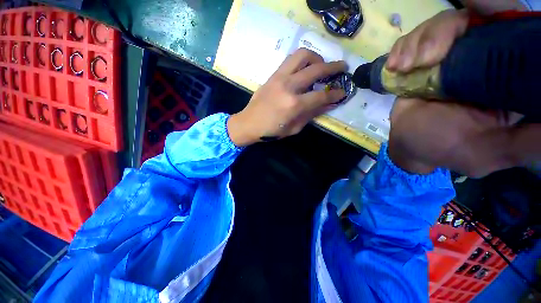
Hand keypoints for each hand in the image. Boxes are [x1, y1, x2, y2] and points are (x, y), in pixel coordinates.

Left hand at [227, 48, 346, 146]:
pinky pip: (290, 60)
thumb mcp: (294, 128)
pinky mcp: (273, 75)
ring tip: (321, 65)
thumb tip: (329, 104)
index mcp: (294, 105)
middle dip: (334, 67)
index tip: (343, 92)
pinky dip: (302, 60)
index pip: (321, 95)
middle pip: (316, 69)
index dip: (335, 94)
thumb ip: (312, 114)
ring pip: (303, 55)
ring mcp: (280, 77)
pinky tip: (305, 68)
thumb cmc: (271, 131)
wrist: (249, 123)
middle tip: (342, 67)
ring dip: (316, 57)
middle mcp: (289, 86)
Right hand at [385, 7, 538, 176]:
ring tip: (405, 67)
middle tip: (426, 59)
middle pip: (476, 18)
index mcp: (510, 78)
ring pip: (443, 24)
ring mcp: (453, 54)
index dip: (500, 13)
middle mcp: (485, 57)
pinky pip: (416, 37)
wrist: (406, 141)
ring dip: (418, 42)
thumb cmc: (447, 148)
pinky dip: (403, 48)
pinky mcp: (426, 58)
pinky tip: (396, 65)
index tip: (483, 7)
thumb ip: (529, 142)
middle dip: (446, 31)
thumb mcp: (494, 152)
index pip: (514, 31)